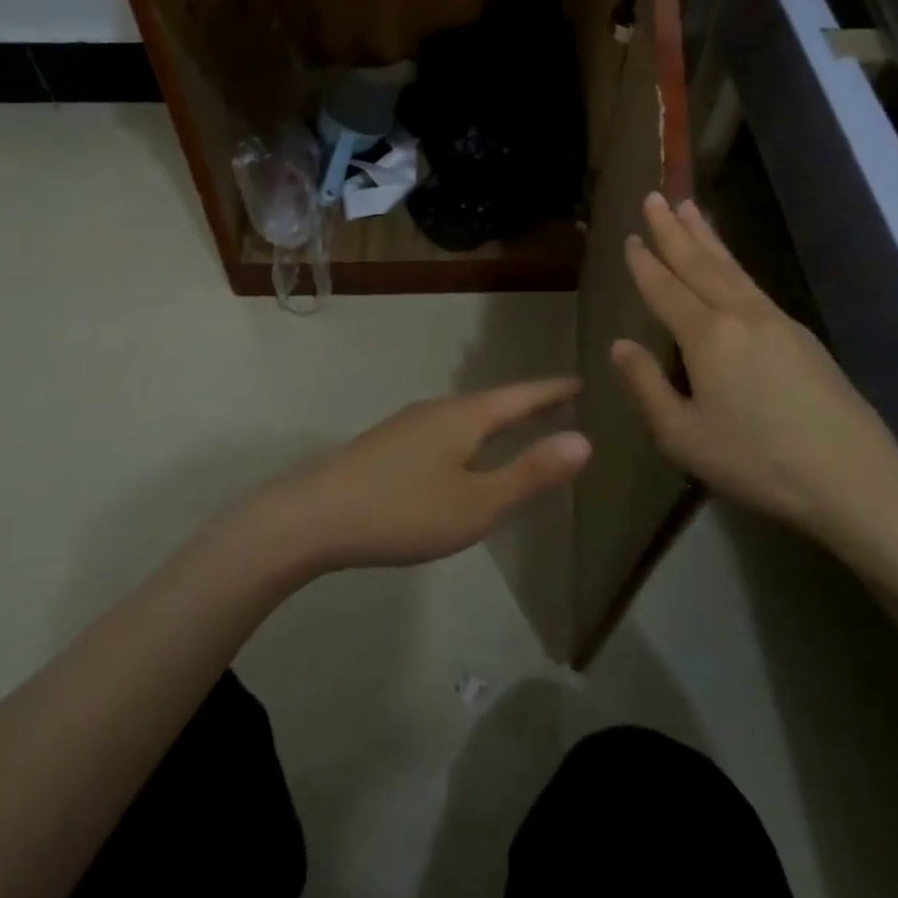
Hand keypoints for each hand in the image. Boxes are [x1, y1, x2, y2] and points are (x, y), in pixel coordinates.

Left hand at [240, 379, 590, 575]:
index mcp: (464, 417)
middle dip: (527, 404)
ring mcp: (407, 425)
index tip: (581, 381)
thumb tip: (584, 441)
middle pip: (492, 403)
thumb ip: (529, 473)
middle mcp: (437, 411)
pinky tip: (463, 456)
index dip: (552, 391)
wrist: (313, 516)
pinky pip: (445, 432)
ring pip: (465, 417)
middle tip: (560, 401)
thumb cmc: (403, 511)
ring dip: (497, 420)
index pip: (520, 396)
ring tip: (519, 426)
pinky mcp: (388, 445)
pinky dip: (471, 436)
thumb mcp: (477, 503)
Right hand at [611, 193, 897, 548]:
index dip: (644, 263)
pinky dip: (732, 262)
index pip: (666, 289)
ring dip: (706, 236)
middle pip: (699, 263)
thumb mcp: (683, 436)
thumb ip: (646, 386)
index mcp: (707, 336)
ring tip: (689, 207)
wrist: (855, 478)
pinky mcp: (801, 336)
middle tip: (655, 196)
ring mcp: (776, 321)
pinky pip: (752, 283)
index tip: (629, 238)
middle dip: (673, 229)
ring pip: (731, 267)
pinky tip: (729, 265)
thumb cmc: (758, 461)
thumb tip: (620, 346)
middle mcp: (740, 315)